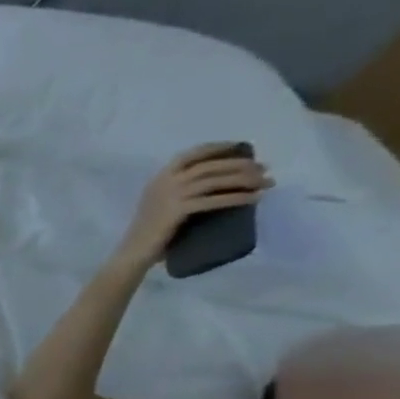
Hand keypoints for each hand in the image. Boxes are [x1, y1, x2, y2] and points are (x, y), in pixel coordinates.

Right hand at [116, 144, 272, 270]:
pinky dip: (237, 198)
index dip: (217, 148)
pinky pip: (214, 200)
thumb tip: (220, 179)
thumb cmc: (150, 230)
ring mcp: (169, 197)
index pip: (190, 156)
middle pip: (209, 166)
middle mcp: (163, 183)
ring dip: (245, 179)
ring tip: (266, 183)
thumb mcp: (161, 202)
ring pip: (215, 181)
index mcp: (158, 179)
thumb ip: (181, 189)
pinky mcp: (177, 211)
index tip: (240, 147)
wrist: (133, 251)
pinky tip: (254, 199)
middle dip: (241, 165)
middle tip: (264, 169)